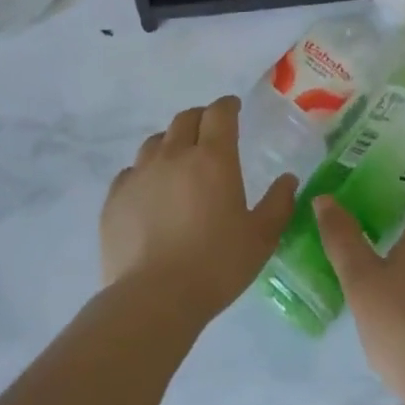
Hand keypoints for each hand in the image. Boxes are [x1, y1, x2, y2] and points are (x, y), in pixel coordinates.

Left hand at [101, 97, 297, 325]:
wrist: (153, 298)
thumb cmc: (216, 265)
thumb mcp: (261, 237)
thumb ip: (278, 203)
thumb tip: (288, 179)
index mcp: (213, 158)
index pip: (219, 113)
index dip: (228, 106)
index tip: (234, 109)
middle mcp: (174, 155)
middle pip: (185, 119)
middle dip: (201, 118)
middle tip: (210, 132)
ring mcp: (140, 174)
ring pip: (155, 141)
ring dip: (171, 142)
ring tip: (179, 160)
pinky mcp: (115, 197)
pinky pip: (131, 171)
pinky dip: (145, 172)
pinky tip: (151, 191)